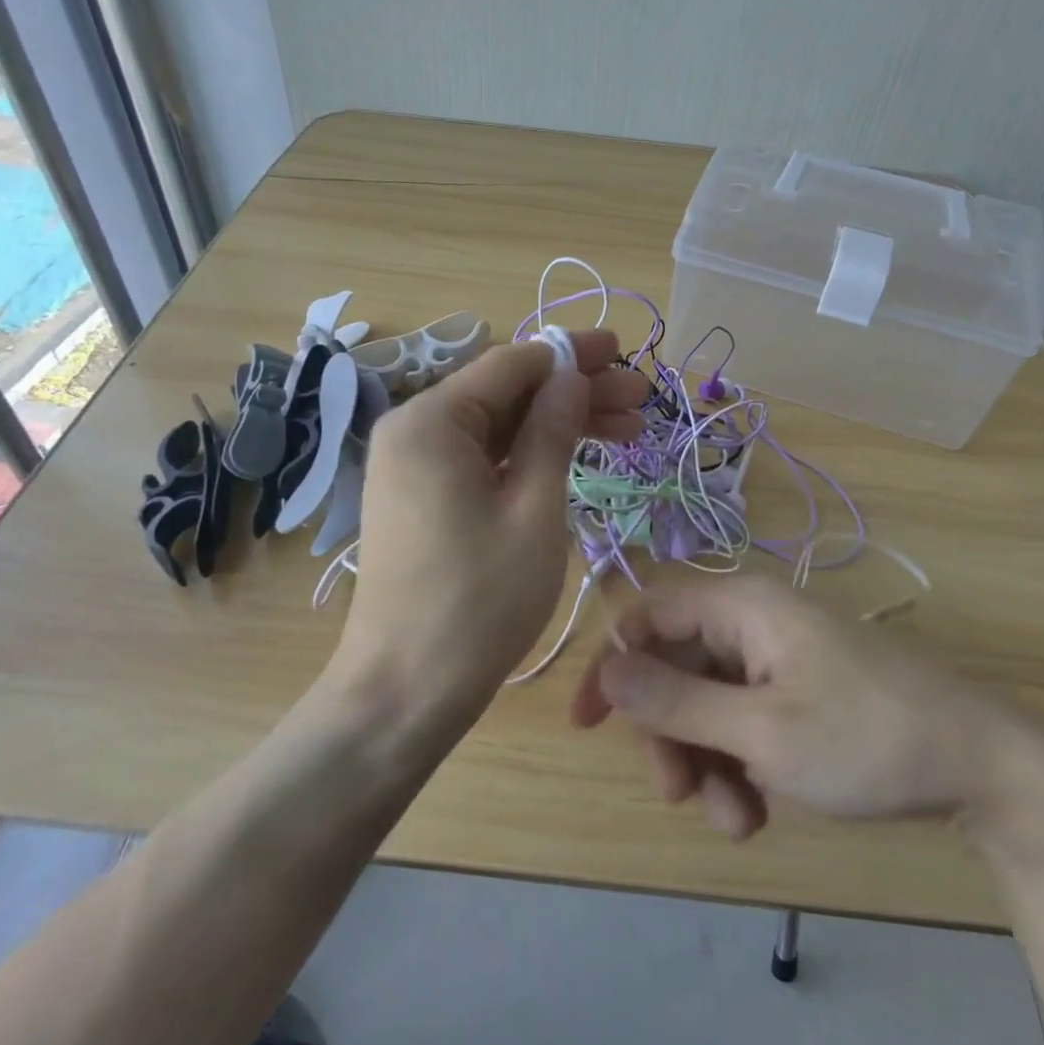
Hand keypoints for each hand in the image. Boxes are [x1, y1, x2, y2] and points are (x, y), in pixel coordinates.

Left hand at [328, 330, 646, 729]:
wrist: (405, 691)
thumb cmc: (478, 601)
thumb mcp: (533, 510)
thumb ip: (553, 433)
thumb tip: (572, 377)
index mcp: (432, 421)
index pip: (511, 364)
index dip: (571, 356)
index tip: (623, 353)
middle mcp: (414, 430)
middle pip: (506, 393)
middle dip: (574, 393)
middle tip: (638, 401)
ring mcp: (415, 465)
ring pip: (498, 426)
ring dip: (558, 424)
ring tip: (626, 431)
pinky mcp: (423, 496)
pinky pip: (482, 457)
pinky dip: (528, 455)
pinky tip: (576, 458)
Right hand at [570, 577, 1043, 840]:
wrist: (981, 765)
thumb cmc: (865, 737)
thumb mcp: (760, 730)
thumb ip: (676, 701)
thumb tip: (607, 671)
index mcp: (742, 606)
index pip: (649, 615)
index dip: (613, 664)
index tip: (587, 725)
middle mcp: (754, 621)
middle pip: (677, 668)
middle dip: (671, 736)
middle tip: (682, 796)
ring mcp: (778, 658)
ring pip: (708, 703)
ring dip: (708, 762)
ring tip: (738, 820)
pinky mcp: (799, 690)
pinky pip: (743, 718)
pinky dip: (739, 763)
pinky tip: (759, 810)